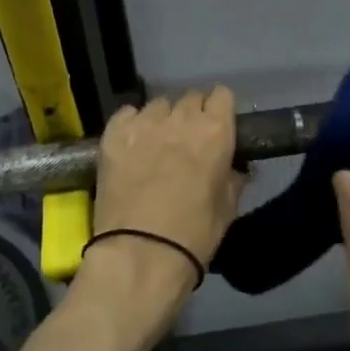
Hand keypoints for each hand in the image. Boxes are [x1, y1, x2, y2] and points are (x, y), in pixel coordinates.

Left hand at [84, 88, 245, 308]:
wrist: (140, 255)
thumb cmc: (194, 236)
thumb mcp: (227, 208)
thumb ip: (233, 177)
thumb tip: (236, 166)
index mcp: (215, 132)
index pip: (222, 95)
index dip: (219, 110)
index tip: (216, 126)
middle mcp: (181, 118)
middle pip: (189, 97)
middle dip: (191, 115)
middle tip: (186, 141)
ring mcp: (144, 123)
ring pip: (158, 105)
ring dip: (161, 120)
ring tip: (155, 144)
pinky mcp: (113, 133)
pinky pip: (127, 114)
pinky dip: (131, 124)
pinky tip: (130, 145)